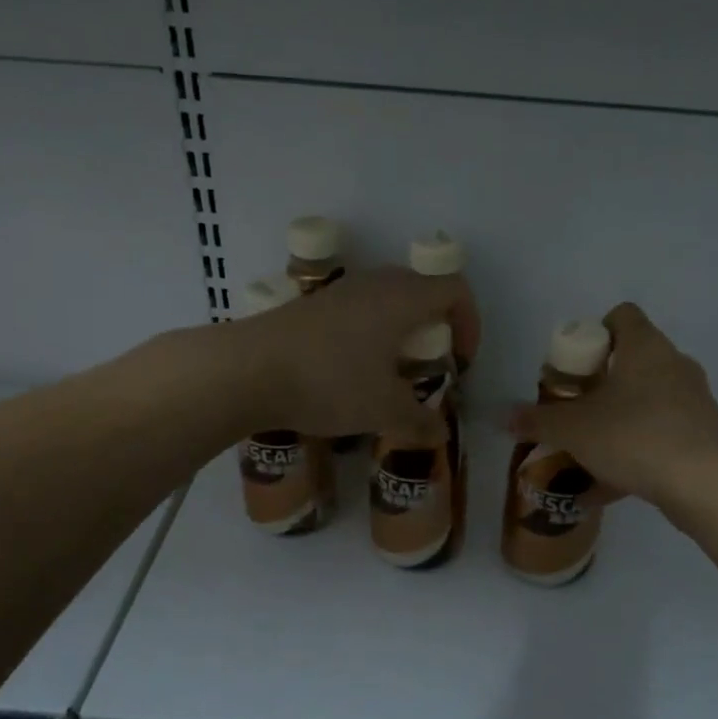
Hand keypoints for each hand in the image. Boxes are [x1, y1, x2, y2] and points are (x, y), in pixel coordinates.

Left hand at [230, 266, 480, 443]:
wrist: (247, 369)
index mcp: (403, 299)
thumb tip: (441, 433)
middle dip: (436, 327)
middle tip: (430, 365)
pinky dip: (371, 333)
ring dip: (401, 331)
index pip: (455, 290)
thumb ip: (419, 421)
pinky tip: (353, 371)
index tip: (461, 360)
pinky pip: (359, 310)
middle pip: (422, 290)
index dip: (470, 323)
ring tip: (393, 371)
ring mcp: (340, 291)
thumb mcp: (383, 410)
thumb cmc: (330, 382)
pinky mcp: (312, 306)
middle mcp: (375, 284)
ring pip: (388, 300)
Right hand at [508, 302, 717, 505]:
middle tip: (577, 407)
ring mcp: (695, 398)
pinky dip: (640, 446)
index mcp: (645, 346)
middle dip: (603, 381)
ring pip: (650, 396)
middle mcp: (675, 363)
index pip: (622, 315)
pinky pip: (663, 430)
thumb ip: (537, 421)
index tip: (576, 365)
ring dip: (622, 414)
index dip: (595, 332)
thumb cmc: (633, 437)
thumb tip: (504, 417)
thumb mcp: (573, 430)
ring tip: (594, 446)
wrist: (704, 484)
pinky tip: (616, 480)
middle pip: (634, 358)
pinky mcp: (705, 432)